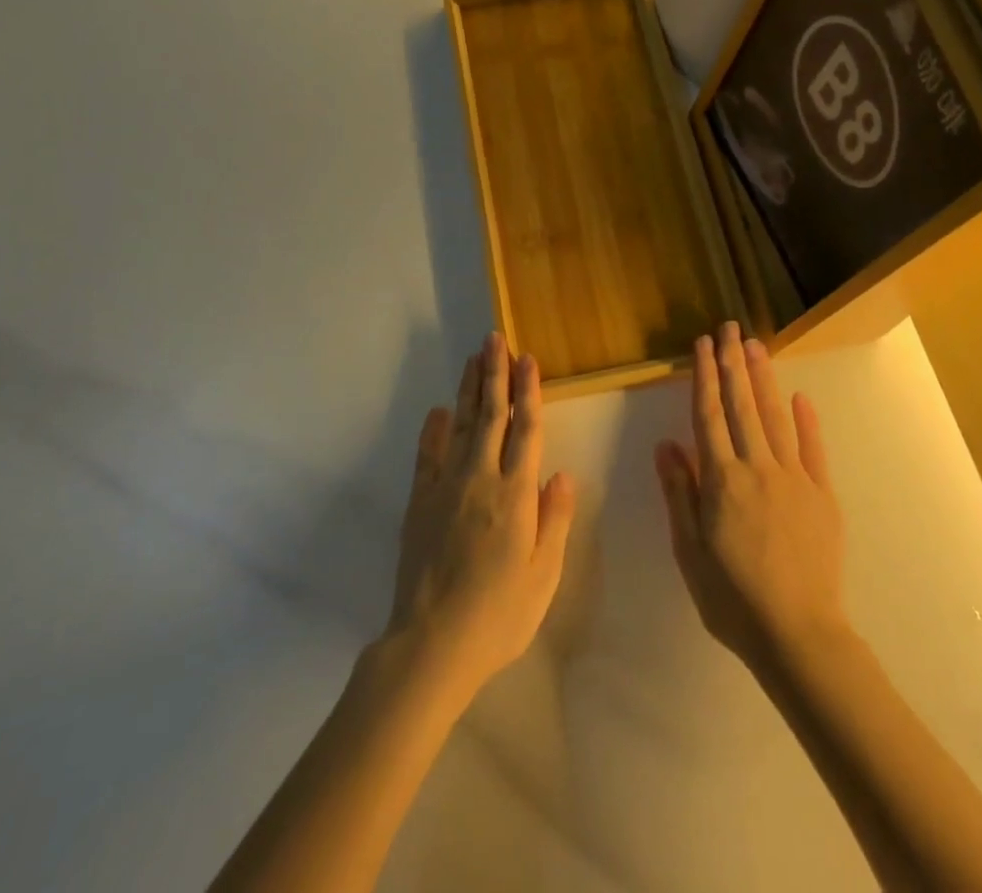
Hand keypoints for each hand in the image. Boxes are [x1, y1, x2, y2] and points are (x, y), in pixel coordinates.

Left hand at [386, 333, 576, 702]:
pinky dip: (433, 430)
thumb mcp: (544, 575)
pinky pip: (427, 455)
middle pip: (491, 415)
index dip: (528, 391)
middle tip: (495, 339)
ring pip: (460, 426)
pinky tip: (438, 411)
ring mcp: (446, 487)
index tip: (528, 359)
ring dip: (468, 390)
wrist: (432, 643)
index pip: (526, 429)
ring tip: (473, 359)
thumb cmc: (499, 614)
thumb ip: (554, 520)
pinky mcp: (420, 501)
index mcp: (516, 494)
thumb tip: (561, 473)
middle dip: (495, 374)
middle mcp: (481, 478)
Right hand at [654, 322, 847, 671]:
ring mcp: (794, 479)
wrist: (799, 635)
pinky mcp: (822, 495)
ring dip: (764, 379)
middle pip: (742, 405)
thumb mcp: (690, 550)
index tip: (702, 345)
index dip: (704, 376)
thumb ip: (680, 492)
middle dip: (733, 363)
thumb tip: (667, 444)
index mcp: (721, 480)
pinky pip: (813, 449)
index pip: (708, 415)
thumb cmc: (732, 598)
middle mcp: (757, 468)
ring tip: (756, 346)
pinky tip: (800, 396)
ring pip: (775, 417)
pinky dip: (807, 420)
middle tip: (730, 328)